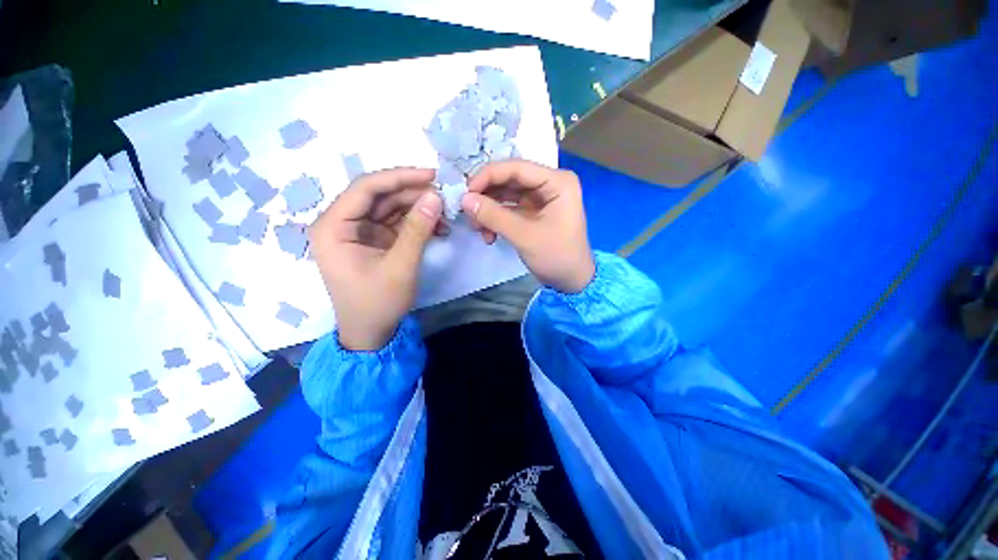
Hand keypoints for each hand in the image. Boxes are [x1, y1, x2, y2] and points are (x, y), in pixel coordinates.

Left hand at [309, 168, 444, 350]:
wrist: (371, 333)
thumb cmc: (378, 303)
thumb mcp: (400, 266)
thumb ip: (418, 230)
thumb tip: (436, 197)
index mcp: (333, 227)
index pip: (365, 188)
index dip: (400, 177)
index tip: (431, 175)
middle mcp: (342, 223)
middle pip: (379, 196)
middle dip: (413, 194)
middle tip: (444, 194)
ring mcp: (359, 232)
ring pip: (390, 208)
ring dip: (418, 208)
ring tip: (446, 212)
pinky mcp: (374, 241)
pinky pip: (396, 223)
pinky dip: (417, 223)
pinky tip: (438, 226)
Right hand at [461, 160, 594, 293]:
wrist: (571, 281)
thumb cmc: (557, 256)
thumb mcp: (525, 236)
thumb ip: (494, 216)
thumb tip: (464, 200)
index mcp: (557, 181)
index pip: (516, 168)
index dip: (488, 176)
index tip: (466, 192)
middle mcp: (549, 184)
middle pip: (509, 180)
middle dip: (486, 196)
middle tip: (469, 213)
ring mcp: (540, 198)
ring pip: (505, 195)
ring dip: (488, 210)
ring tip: (478, 229)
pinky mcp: (533, 212)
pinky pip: (508, 209)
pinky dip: (495, 219)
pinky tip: (489, 235)